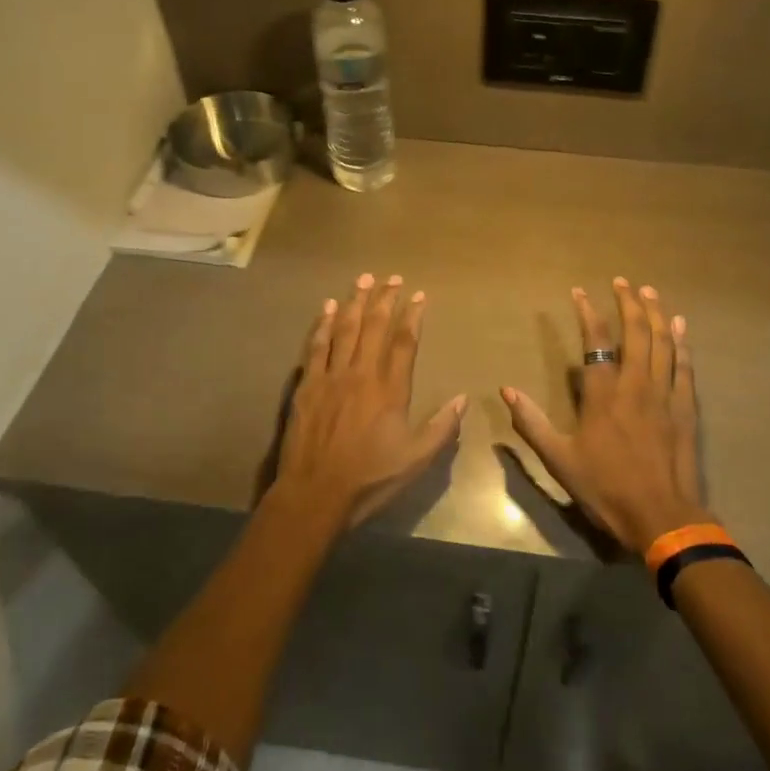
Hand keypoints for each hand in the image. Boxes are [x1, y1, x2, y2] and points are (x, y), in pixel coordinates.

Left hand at [276, 273, 466, 526]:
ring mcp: (331, 377)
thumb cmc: (370, 478)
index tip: (419, 295)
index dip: (413, 315)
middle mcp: (361, 374)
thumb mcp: (416, 460)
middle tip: (391, 277)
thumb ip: (441, 427)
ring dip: (355, 302)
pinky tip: (328, 308)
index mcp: (390, 389)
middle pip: (374, 326)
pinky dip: (323, 324)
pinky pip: (316, 346)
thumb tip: (463, 398)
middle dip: (385, 299)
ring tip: (363, 279)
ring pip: (345, 329)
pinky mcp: (307, 385)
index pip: (404, 342)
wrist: (315, 493)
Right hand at [502, 278, 709, 554]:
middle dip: (629, 302)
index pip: (596, 341)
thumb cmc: (605, 488)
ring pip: (663, 342)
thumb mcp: (559, 459)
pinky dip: (682, 342)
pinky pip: (685, 366)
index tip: (580, 291)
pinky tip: (680, 325)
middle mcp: (636, 385)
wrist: (661, 517)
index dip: (588, 312)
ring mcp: (665, 394)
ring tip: (650, 291)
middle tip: (623, 281)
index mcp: (603, 395)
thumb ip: (532, 423)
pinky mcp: (686, 408)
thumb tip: (505, 391)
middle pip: (636, 332)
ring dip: (656, 313)